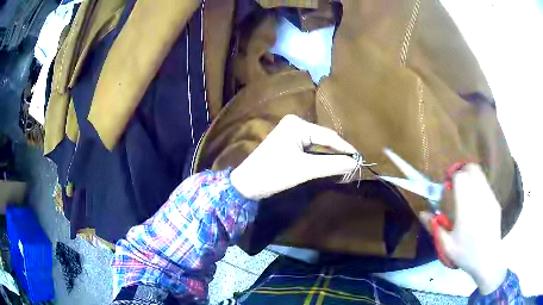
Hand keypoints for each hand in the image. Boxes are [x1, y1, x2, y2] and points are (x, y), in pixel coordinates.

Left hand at [230, 115, 357, 199]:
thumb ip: (332, 165)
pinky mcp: (289, 144)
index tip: (361, 159)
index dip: (346, 148)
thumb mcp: (304, 169)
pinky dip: (321, 158)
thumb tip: (355, 163)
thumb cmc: (273, 173)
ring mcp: (291, 133)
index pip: (329, 136)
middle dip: (339, 152)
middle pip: (324, 139)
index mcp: (297, 124)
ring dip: (331, 156)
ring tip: (347, 166)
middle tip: (355, 164)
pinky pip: (310, 149)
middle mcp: (295, 124)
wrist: (246, 184)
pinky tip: (331, 165)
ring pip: (318, 145)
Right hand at [420, 164, 506, 294]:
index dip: (452, 176)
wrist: (487, 260)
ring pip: (480, 176)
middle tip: (456, 184)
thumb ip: (434, 227)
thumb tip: (422, 213)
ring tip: (466, 194)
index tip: (447, 185)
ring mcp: (490, 199)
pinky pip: (486, 186)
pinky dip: (479, 187)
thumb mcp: (446, 245)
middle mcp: (480, 198)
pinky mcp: (495, 202)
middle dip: (463, 171)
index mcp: (466, 208)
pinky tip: (476, 204)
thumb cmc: (465, 254)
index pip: (460, 177)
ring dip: (471, 178)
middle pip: (472, 169)